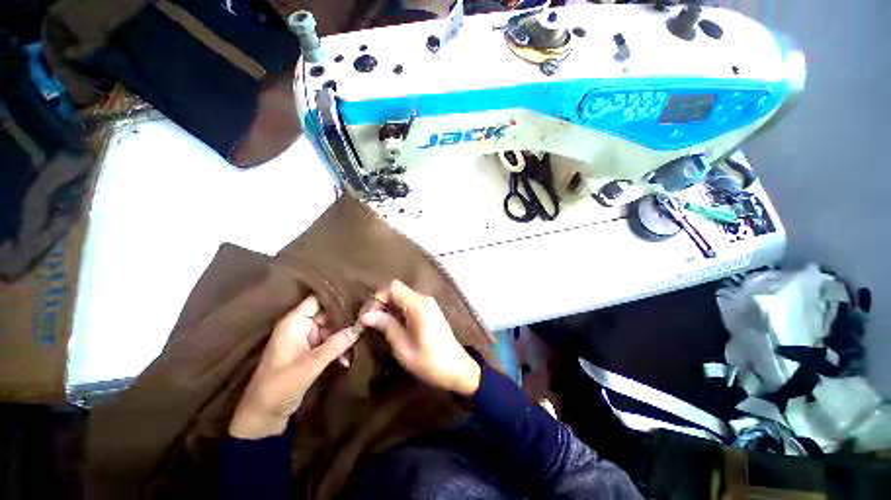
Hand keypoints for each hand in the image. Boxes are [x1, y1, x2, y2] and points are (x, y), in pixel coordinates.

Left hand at [229, 295, 359, 438]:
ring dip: (345, 336)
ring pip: (332, 329)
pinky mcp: (311, 352)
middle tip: (368, 319)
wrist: (264, 415)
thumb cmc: (280, 385)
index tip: (358, 295)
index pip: (317, 300)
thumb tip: (360, 327)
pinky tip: (349, 358)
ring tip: (362, 339)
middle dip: (347, 318)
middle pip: (328, 314)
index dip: (336, 296)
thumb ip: (336, 344)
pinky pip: (330, 343)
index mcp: (294, 323)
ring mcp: (307, 340)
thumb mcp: (310, 364)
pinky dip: (340, 349)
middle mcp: (301, 327)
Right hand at [359, 281, 480, 395]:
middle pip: (397, 290)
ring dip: (388, 308)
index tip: (366, 316)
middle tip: (367, 322)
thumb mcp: (403, 347)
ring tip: (376, 325)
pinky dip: (397, 311)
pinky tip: (391, 326)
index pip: (392, 287)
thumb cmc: (430, 361)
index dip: (377, 298)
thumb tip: (365, 316)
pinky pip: (409, 304)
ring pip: (402, 297)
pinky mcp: (430, 311)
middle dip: (380, 303)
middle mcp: (424, 299)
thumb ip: (386, 326)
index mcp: (418, 305)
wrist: (457, 369)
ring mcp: (428, 304)